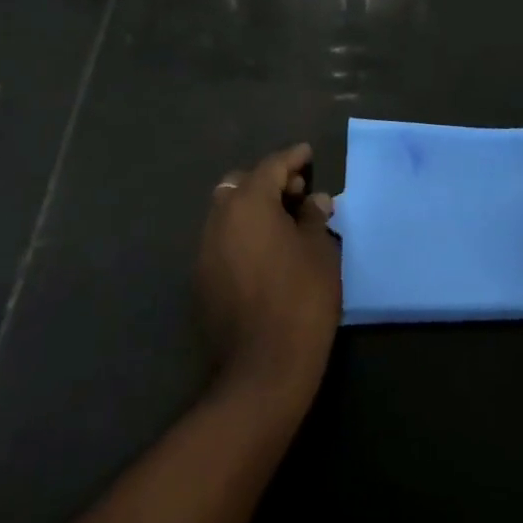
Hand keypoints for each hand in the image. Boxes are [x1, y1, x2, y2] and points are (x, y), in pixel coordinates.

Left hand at [197, 143, 340, 402]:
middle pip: (241, 185)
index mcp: (248, 204)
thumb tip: (315, 201)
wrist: (264, 368)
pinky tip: (267, 251)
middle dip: (268, 182)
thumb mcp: (319, 251)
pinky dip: (243, 233)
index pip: (271, 167)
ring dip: (253, 208)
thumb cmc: (301, 298)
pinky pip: (223, 240)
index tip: (308, 154)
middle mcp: (219, 220)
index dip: (292, 158)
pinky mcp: (202, 281)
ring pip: (228, 213)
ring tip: (285, 222)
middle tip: (298, 192)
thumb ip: (314, 217)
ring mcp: (205, 252)